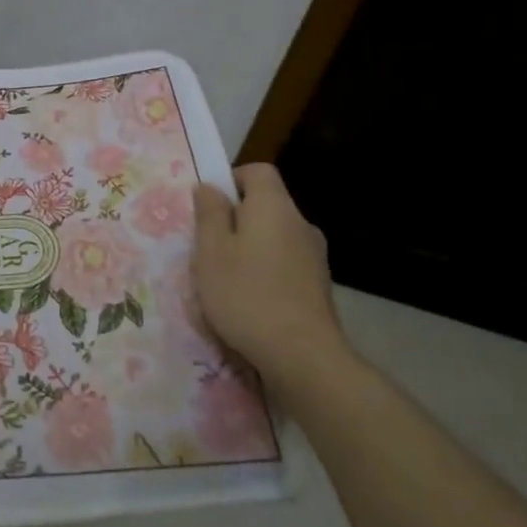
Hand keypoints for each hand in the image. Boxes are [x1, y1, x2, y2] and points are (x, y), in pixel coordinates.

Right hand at [192, 163, 343, 376]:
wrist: (302, 356)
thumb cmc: (246, 295)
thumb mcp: (211, 252)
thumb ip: (209, 214)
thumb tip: (210, 187)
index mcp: (274, 207)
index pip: (257, 171)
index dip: (231, 179)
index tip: (208, 206)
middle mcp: (300, 224)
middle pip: (266, 205)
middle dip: (235, 219)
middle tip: (207, 247)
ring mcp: (314, 256)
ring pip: (275, 236)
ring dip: (250, 248)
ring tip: (225, 278)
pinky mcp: (318, 285)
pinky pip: (285, 263)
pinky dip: (266, 271)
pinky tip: (249, 300)